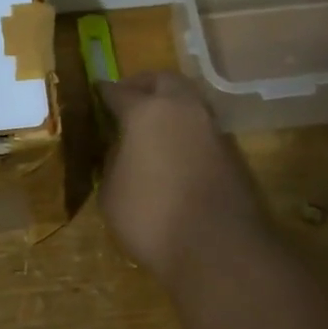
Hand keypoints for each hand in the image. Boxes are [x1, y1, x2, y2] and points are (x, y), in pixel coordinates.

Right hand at [99, 72, 270, 283]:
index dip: (104, 92)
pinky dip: (185, 128)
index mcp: (145, 112)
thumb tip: (121, 148)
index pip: (118, 91)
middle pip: (162, 80)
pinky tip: (172, 149)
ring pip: (188, 100)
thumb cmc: (151, 217)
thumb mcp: (111, 192)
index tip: (97, 92)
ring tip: (151, 125)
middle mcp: (181, 109)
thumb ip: (113, 161)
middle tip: (128, 98)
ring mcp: (211, 128)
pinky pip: (201, 126)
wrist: (218, 248)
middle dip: (143, 84)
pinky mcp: (230, 151)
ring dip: (169, 104)